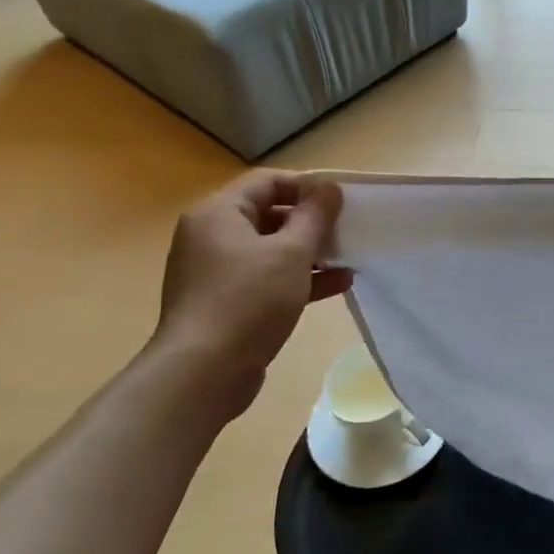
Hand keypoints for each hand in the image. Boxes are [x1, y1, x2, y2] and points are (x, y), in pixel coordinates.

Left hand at [150, 171, 351, 420]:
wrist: (204, 371)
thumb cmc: (249, 300)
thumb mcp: (292, 252)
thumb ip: (315, 216)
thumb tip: (329, 187)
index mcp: (218, 213)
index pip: (267, 182)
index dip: (307, 186)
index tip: (341, 201)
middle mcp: (211, 236)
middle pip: (269, 214)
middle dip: (311, 222)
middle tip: (347, 230)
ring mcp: (216, 271)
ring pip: (271, 249)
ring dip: (310, 252)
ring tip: (348, 258)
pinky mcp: (226, 302)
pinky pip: (267, 278)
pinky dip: (298, 277)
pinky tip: (337, 285)